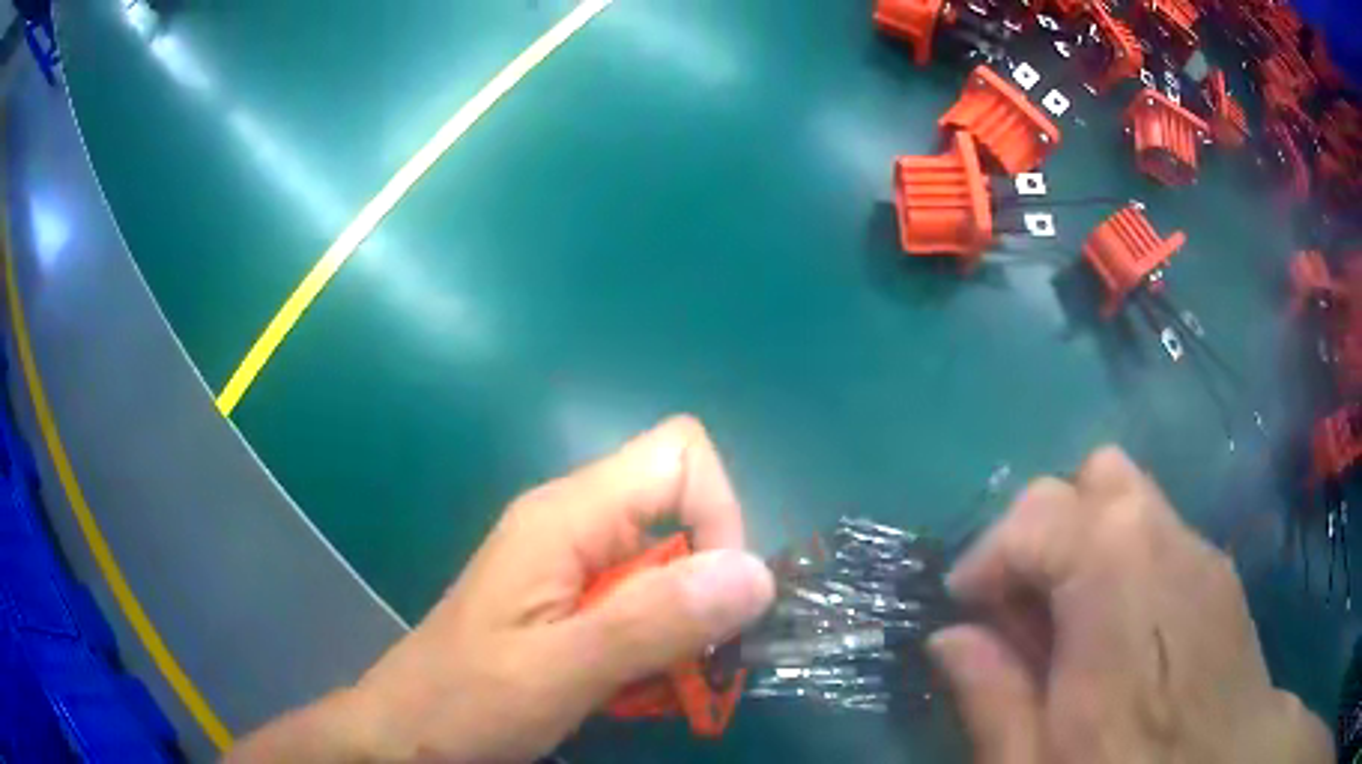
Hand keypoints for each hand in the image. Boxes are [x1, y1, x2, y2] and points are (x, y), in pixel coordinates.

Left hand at [228, 416, 774, 762]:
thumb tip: (754, 574)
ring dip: (684, 622)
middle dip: (706, 584)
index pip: (680, 455)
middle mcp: (571, 521)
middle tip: (694, 659)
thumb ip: (654, 622)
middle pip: (680, 508)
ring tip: (664, 682)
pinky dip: (659, 638)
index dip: (720, 515)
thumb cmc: (465, 699)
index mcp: (566, 516)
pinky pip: (641, 598)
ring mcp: (568, 559)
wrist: (407, 730)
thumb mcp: (559, 670)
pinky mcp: (566, 596)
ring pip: (667, 561)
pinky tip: (636, 682)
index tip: (717, 601)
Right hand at [929, 447, 1332, 763]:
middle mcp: (1165, 539)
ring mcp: (1201, 549)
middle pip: (1095, 476)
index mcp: (1116, 583)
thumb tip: (950, 639)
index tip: (968, 611)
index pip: (1038, 512)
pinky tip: (1123, 633)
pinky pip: (1162, 531)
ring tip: (1071, 620)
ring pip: (1132, 496)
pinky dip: (1126, 558)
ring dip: (1086, 541)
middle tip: (1025, 607)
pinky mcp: (1219, 570)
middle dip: (1045, 530)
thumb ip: (992, 697)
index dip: (989, 555)